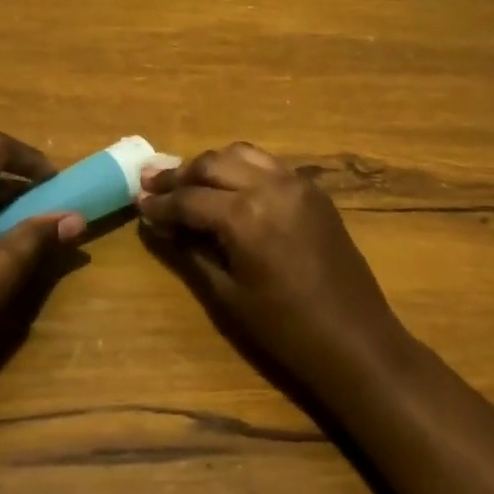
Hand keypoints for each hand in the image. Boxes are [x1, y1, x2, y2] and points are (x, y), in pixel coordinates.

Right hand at [138, 142, 409, 395]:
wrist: (355, 339)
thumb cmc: (285, 329)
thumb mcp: (228, 295)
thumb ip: (190, 252)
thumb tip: (159, 225)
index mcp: (246, 215)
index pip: (190, 198)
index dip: (160, 203)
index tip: (138, 203)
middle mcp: (270, 186)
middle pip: (212, 163)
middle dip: (180, 174)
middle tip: (152, 184)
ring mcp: (296, 183)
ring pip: (241, 153)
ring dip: (211, 164)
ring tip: (187, 181)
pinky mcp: (314, 189)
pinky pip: (268, 164)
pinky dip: (242, 168)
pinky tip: (229, 187)